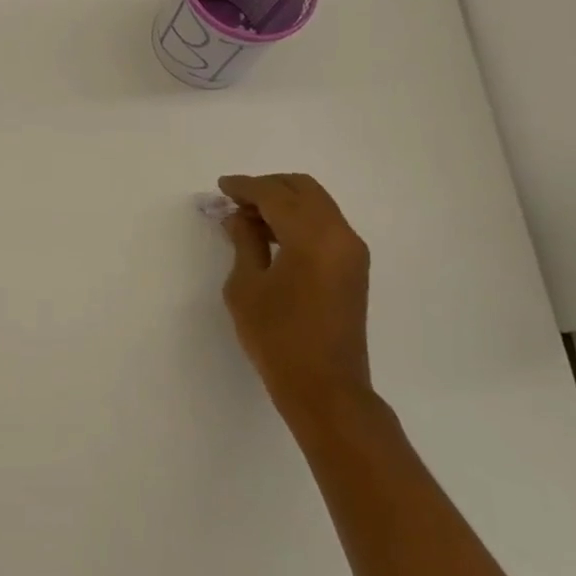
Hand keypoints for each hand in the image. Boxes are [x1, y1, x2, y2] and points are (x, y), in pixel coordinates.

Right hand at [217, 172, 372, 427]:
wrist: (326, 388)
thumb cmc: (278, 338)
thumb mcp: (246, 286)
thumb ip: (244, 242)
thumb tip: (239, 217)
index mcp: (312, 236)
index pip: (275, 195)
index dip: (245, 187)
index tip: (221, 187)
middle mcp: (340, 234)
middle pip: (303, 189)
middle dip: (268, 187)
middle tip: (235, 200)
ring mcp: (352, 251)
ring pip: (317, 205)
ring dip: (284, 203)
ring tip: (248, 219)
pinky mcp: (354, 268)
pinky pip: (325, 226)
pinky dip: (299, 220)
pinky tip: (272, 236)